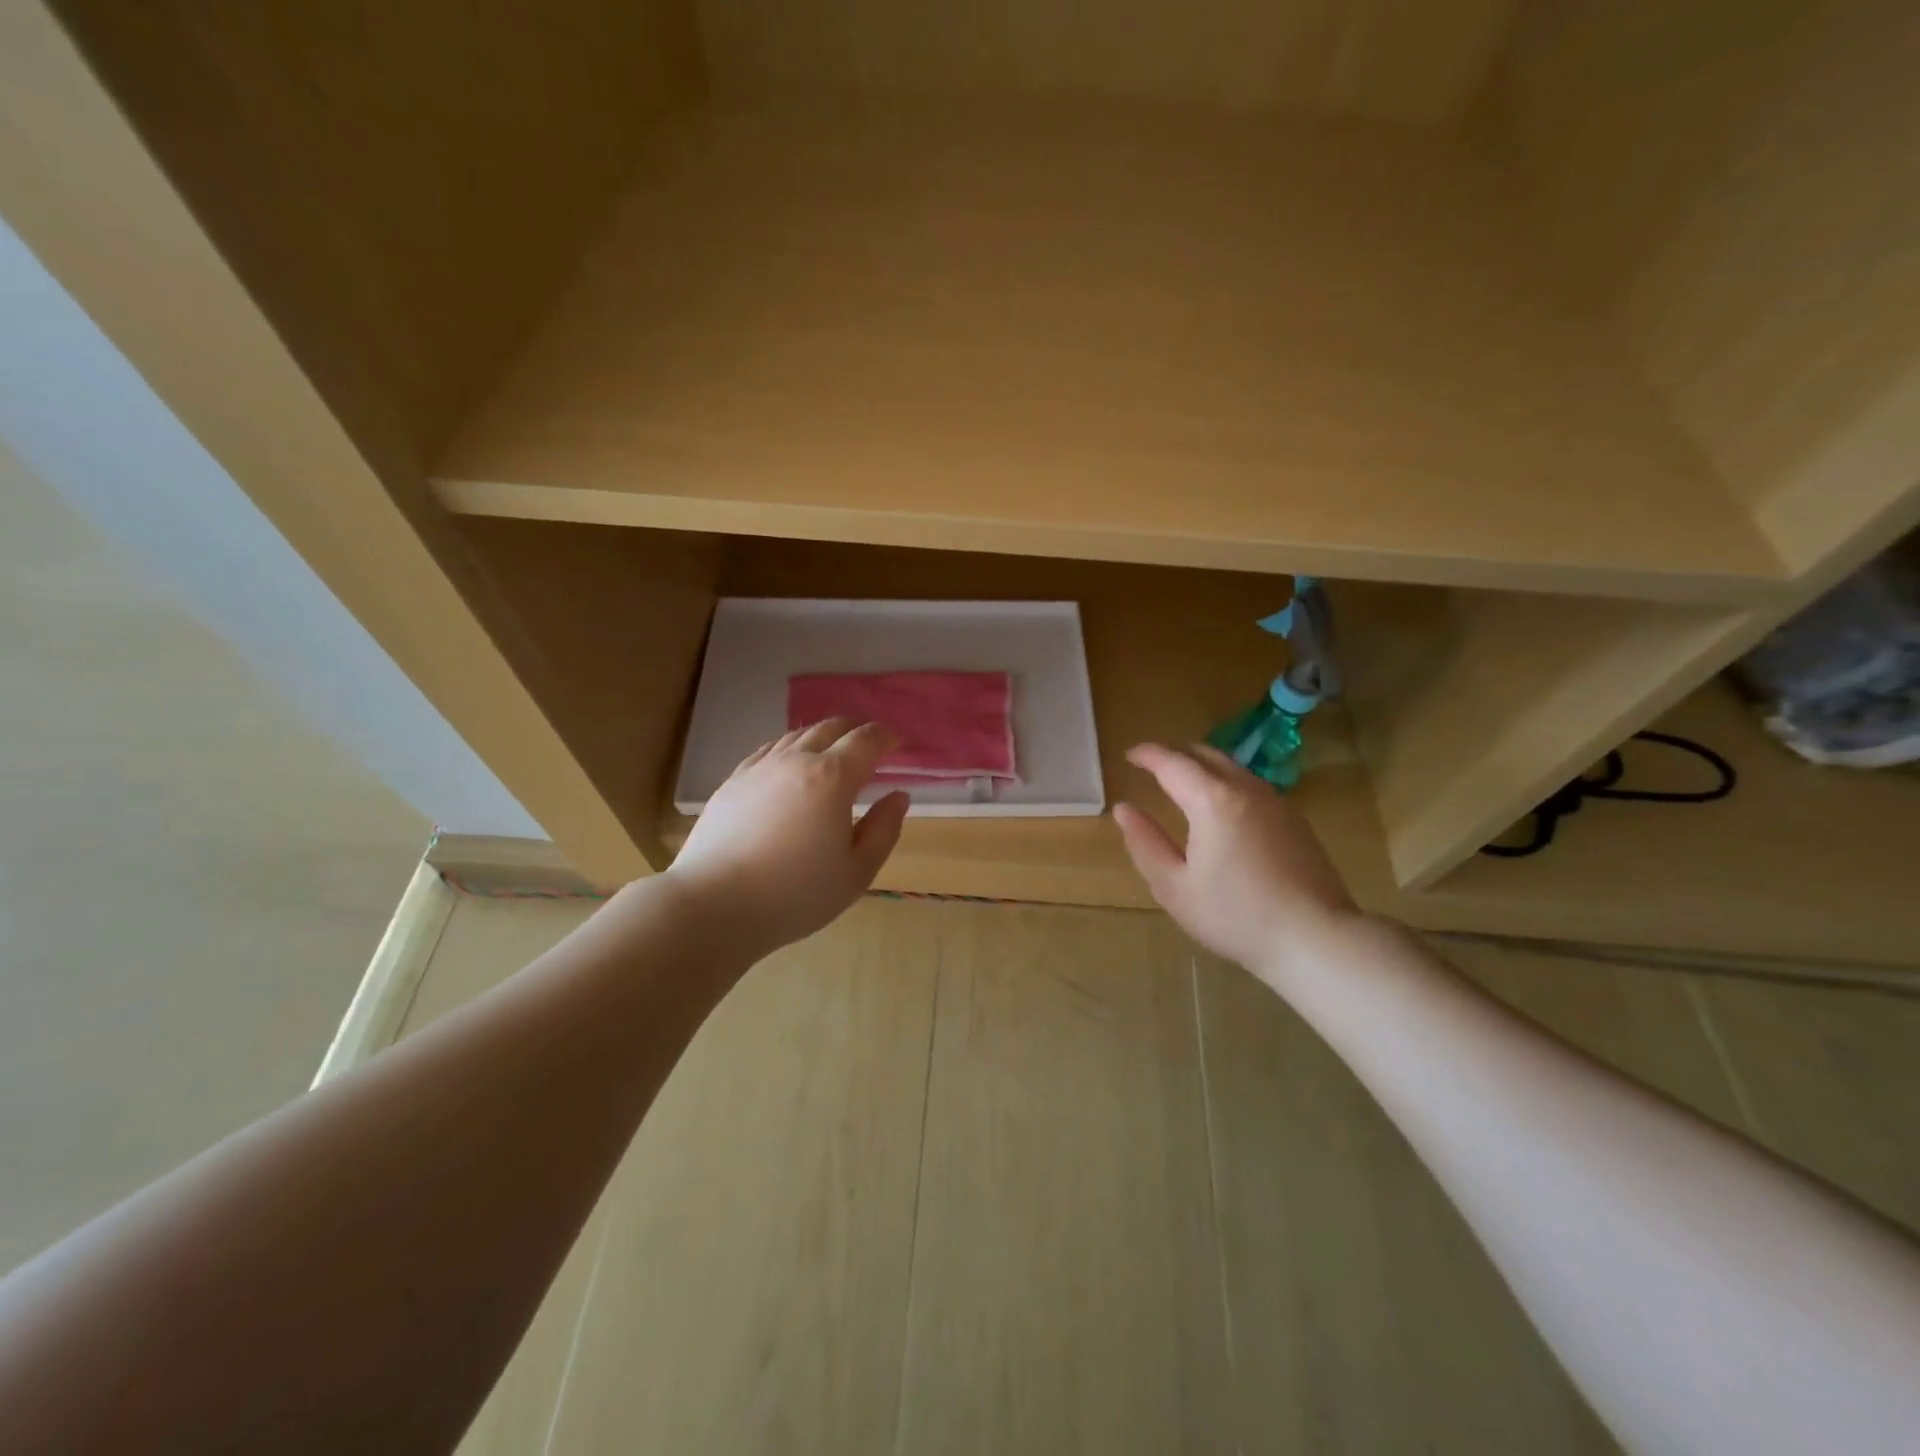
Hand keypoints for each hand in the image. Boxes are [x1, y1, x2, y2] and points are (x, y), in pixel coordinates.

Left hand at [665, 717, 909, 961]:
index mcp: (832, 778)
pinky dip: (790, 748)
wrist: (714, 905)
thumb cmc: (795, 895)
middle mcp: (796, 760)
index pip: (865, 740)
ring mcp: (760, 768)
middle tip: (868, 745)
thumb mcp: (856, 872)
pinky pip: (768, 750)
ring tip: (832, 753)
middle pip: (831, 727)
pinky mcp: (733, 782)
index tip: (896, 743)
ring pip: (797, 735)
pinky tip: (790, 765)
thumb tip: (898, 796)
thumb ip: (884, 829)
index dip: (885, 737)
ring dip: (822, 736)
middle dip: (855, 729)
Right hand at [1114, 743, 1357, 980]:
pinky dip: (1225, 781)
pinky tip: (1219, 806)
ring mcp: (1275, 801)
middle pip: (1205, 755)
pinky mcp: (1294, 819)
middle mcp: (1246, 789)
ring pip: (1232, 767)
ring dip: (1202, 766)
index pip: (1172, 763)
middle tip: (1152, 764)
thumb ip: (1145, 843)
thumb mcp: (1174, 886)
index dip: (1148, 754)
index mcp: (1212, 801)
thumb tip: (1124, 809)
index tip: (1129, 755)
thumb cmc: (1234, 915)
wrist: (1314, 937)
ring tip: (1182, 781)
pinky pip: (1250, 784)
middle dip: (1175, 753)